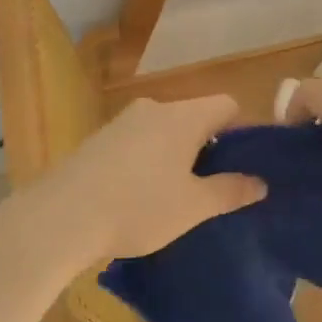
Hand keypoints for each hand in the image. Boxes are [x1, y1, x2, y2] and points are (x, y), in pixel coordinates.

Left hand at [26, 95, 265, 264]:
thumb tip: (260, 182)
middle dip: (209, 147)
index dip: (243, 130)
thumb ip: (230, 191)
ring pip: (164, 130)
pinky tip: (141, 195)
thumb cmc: (139, 207)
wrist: (61, 216)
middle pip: (195, 117)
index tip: (246, 164)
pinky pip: (138, 142)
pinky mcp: (98, 139)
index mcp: (183, 116)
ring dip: (177, 155)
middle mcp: (154, 108)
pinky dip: (149, 160)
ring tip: (178, 196)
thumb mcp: (193, 207)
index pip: (227, 105)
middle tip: (215, 187)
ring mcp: (122, 122)